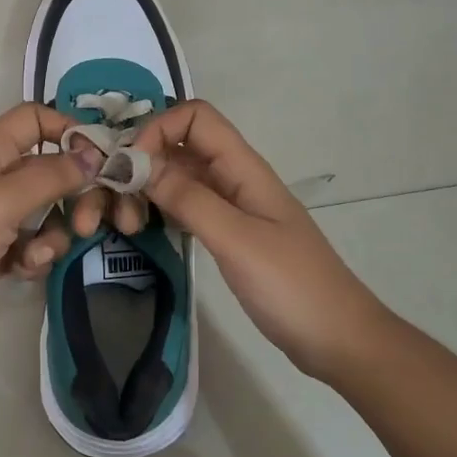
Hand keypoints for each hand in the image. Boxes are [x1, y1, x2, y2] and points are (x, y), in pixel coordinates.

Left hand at [0, 103, 95, 364]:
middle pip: (50, 169)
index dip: (67, 130)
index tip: (100, 160)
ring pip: (45, 212)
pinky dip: (34, 256)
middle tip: (87, 224)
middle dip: (74, 195)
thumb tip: (94, 153)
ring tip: (38, 256)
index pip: (34, 119)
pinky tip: (22, 272)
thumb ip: (51, 175)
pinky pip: (30, 244)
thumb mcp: (1, 202)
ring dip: (53, 233)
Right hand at [116, 99, 382, 381]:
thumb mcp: (237, 240)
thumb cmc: (292, 286)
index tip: (129, 168)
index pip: (195, 117)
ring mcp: (231, 207)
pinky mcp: (227, 234)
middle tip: (118, 205)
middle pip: (179, 146)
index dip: (158, 129)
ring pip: (178, 177)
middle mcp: (234, 178)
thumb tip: (137, 163)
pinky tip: (144, 232)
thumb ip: (189, 199)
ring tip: (128, 225)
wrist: (338, 338)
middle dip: (143, 163)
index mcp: (243, 167)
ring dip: (147, 190)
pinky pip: (185, 207)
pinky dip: (160, 211)